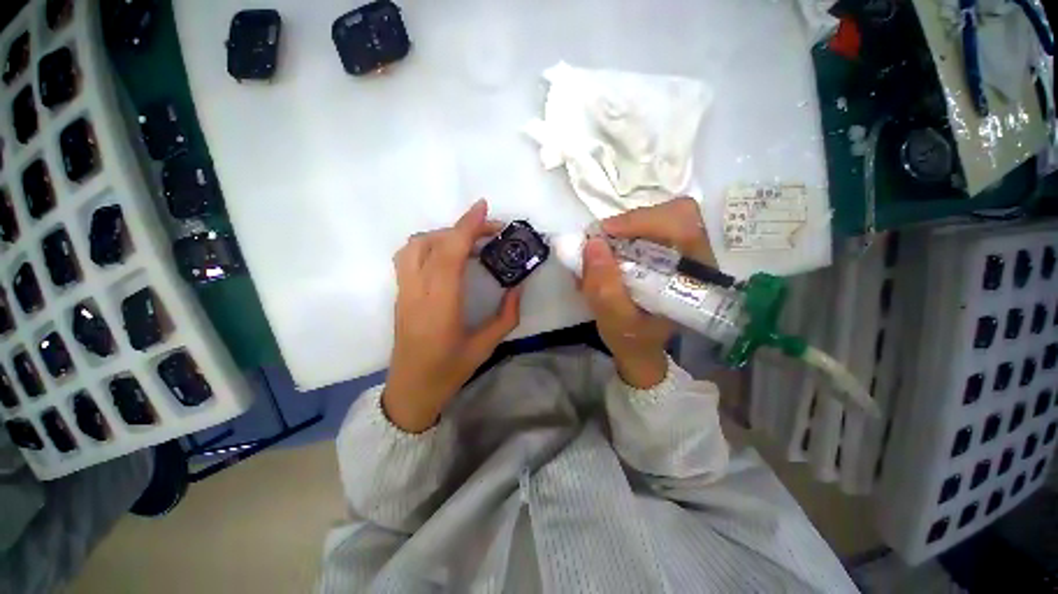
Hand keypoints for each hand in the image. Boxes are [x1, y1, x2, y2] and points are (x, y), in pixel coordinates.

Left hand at [383, 200, 521, 432]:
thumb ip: (506, 316)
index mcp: (440, 306)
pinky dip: (430, 245)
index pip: (450, 254)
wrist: (410, 390)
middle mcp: (417, 293)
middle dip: (462, 228)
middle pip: (431, 243)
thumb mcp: (485, 346)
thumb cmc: (449, 371)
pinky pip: (408, 257)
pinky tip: (448, 256)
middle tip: (489, 231)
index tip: (484, 208)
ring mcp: (404, 292)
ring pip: (414, 246)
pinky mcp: (400, 295)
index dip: (466, 227)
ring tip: (467, 242)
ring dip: (442, 235)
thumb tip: (517, 287)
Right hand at [580, 197, 713, 388]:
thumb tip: (593, 243)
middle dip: (631, 222)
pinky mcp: (669, 252)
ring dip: (625, 229)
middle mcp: (697, 258)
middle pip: (674, 213)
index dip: (642, 220)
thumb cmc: (633, 339)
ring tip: (602, 252)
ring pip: (659, 218)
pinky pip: (648, 229)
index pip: (682, 225)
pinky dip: (623, 235)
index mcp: (695, 277)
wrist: (641, 348)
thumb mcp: (616, 322)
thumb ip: (604, 288)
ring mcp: (684, 252)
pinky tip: (608, 256)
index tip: (605, 233)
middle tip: (602, 240)